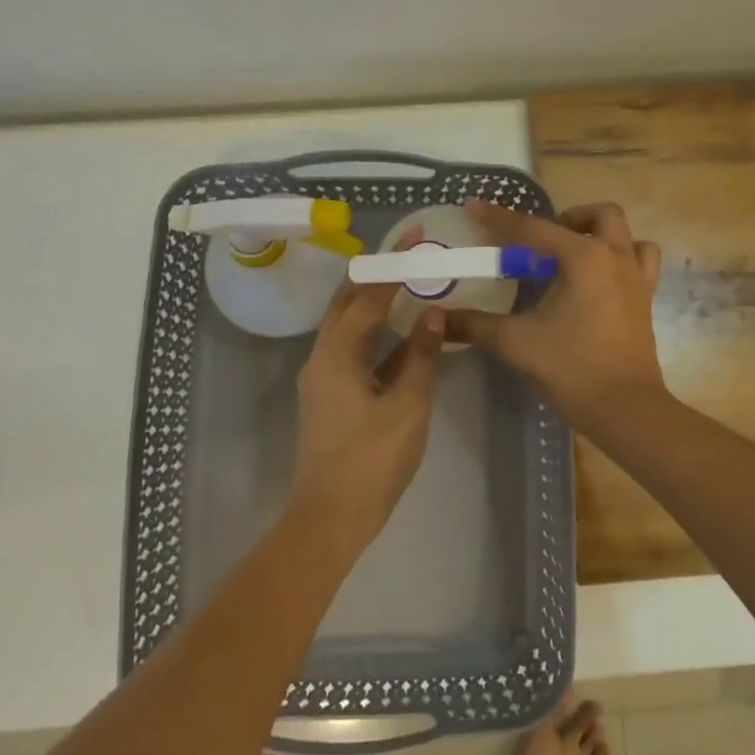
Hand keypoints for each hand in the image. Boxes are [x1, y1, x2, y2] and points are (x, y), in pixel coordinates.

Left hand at [292, 281, 444, 545]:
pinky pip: (351, 350)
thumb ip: (420, 356)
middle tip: (408, 255)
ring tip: (406, 285)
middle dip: (375, 276)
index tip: (415, 237)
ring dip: (374, 304)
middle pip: (347, 304)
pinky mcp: (328, 397)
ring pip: (347, 327)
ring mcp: (321, 378)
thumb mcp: (407, 405)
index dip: (393, 265)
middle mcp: (321, 357)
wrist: (330, 517)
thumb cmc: (372, 460)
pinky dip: (374, 334)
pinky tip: (400, 336)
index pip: (367, 296)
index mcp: (336, 354)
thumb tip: (433, 314)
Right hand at [448, 201, 665, 435]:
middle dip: (568, 218)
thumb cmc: (572, 368)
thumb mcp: (516, 343)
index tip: (475, 208)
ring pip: (627, 236)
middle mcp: (616, 258)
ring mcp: (637, 279)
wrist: (625, 410)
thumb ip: (475, 325)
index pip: (534, 229)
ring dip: (601, 235)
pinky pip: (641, 263)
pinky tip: (599, 281)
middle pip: (599, 215)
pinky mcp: (646, 302)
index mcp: (584, 258)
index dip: (500, 219)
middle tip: (541, 243)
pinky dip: (623, 260)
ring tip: (574, 256)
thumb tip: (438, 317)